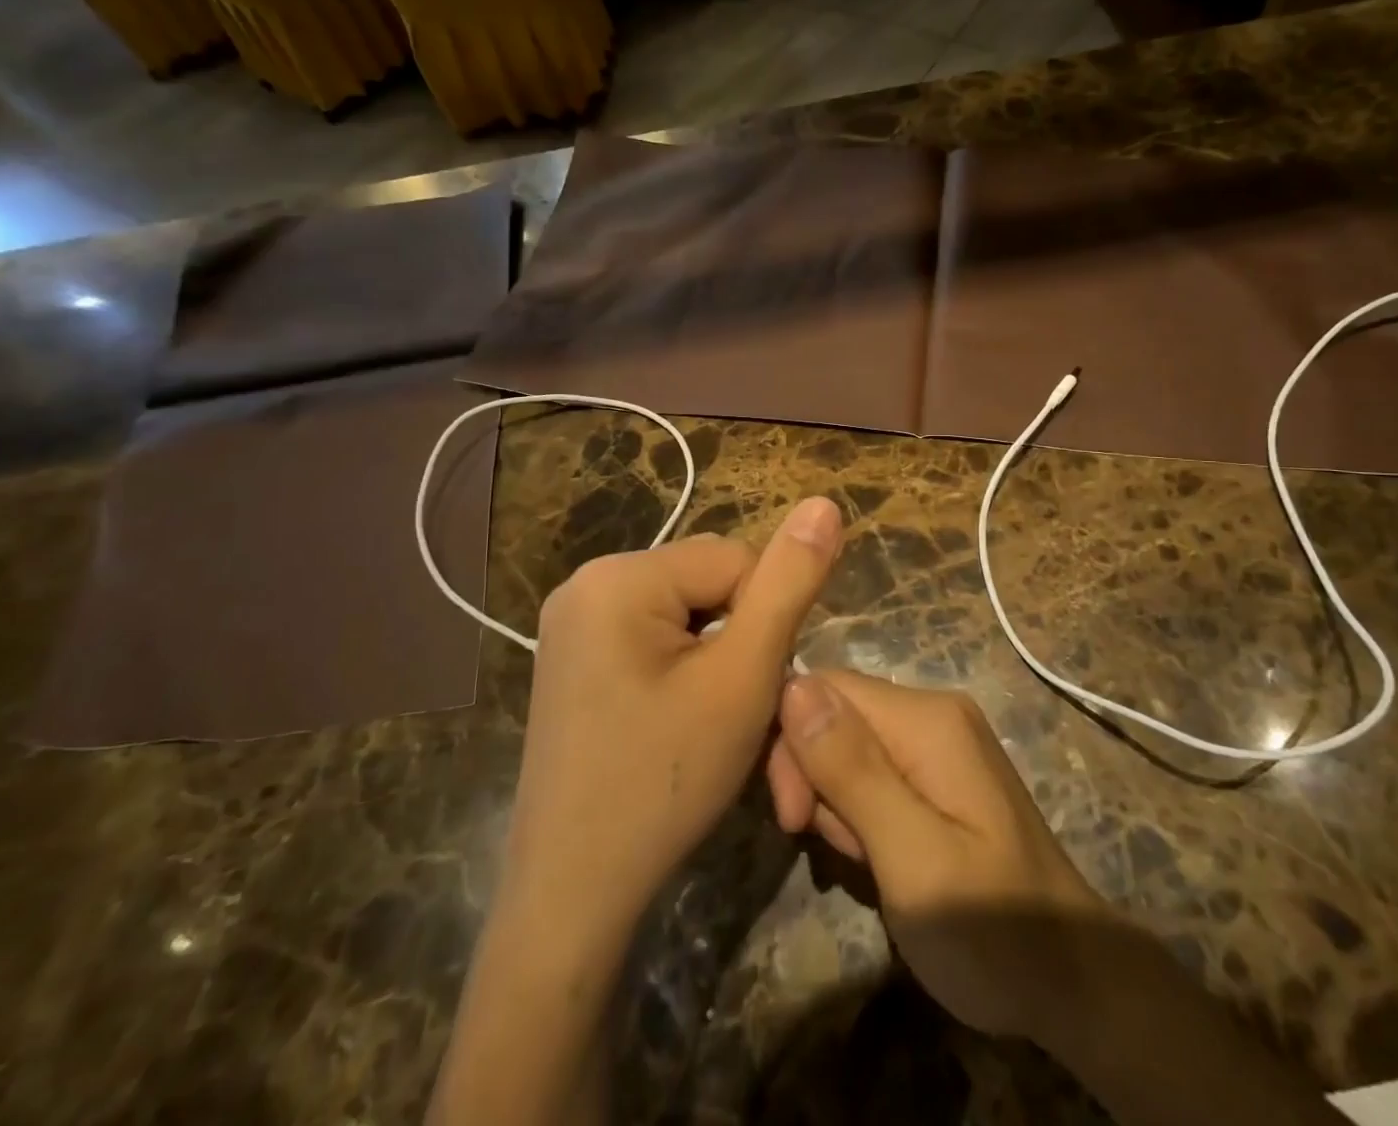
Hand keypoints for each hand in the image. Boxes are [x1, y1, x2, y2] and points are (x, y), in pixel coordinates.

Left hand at [500, 497, 842, 940]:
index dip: (764, 622)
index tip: (751, 690)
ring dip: (716, 657)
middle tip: (730, 713)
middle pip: (707, 582)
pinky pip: (654, 637)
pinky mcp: (574, 657)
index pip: (734, 560)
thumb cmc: (666, 781)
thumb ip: (789, 583)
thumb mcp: (744, 677)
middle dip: (738, 639)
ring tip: (707, 723)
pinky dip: (684, 670)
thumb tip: (824, 503)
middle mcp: (586, 583)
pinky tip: (675, 723)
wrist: (573, 894)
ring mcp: (573, 622)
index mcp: (618, 576)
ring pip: (687, 611)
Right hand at [764, 669, 1108, 1040]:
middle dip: (817, 779)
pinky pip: (875, 771)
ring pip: (850, 747)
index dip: (793, 745)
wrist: (1071, 983)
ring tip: (872, 863)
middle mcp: (933, 712)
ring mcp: (940, 741)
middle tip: (841, 853)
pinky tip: (883, 857)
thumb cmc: (988, 930)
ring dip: (840, 804)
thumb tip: (794, 687)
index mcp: (927, 718)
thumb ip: (852, 770)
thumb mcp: (911, 855)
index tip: (794, 820)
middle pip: (837, 715)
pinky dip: (863, 813)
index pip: (824, 688)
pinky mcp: (940, 772)